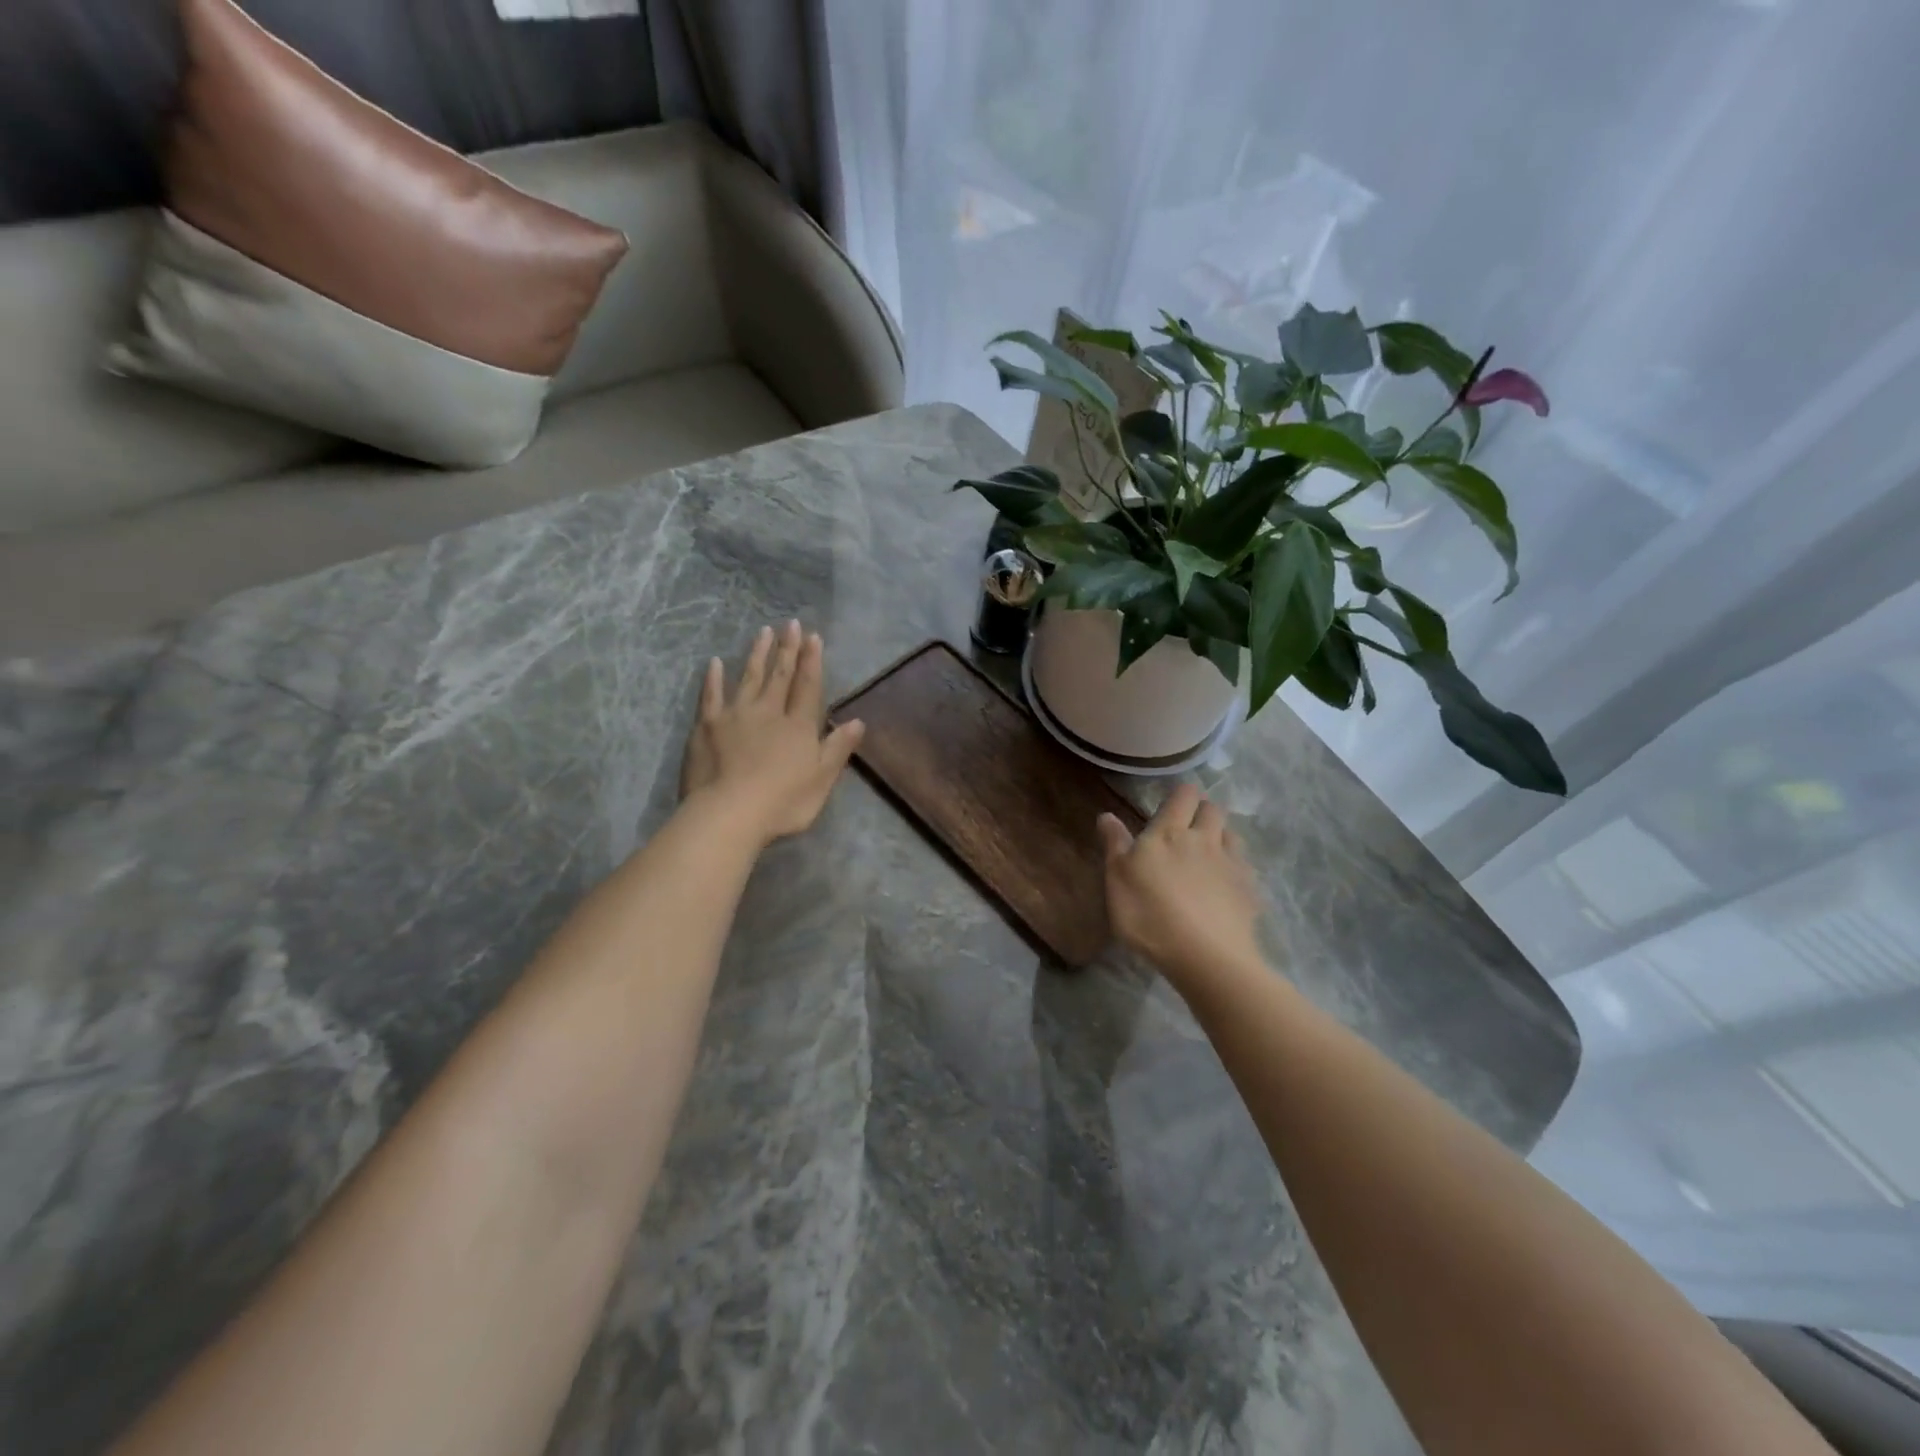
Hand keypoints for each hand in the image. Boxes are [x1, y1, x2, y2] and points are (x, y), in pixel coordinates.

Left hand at [680, 621, 865, 845]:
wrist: (729, 814)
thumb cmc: (782, 803)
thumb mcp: (822, 780)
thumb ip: (838, 748)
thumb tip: (858, 721)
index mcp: (798, 726)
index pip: (808, 686)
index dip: (812, 661)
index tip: (813, 636)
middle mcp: (769, 712)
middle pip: (780, 676)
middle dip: (787, 649)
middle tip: (791, 623)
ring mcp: (735, 716)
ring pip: (749, 678)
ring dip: (757, 654)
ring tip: (763, 632)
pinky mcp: (707, 726)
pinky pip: (711, 696)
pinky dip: (713, 678)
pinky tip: (715, 662)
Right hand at [1100, 783, 1265, 988]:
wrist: (1206, 957)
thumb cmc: (1150, 915)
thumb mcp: (1117, 880)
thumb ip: (1115, 845)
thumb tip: (1107, 815)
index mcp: (1169, 833)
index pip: (1183, 795)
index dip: (1181, 793)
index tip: (1172, 801)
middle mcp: (1204, 839)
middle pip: (1213, 809)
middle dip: (1203, 810)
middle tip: (1189, 826)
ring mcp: (1231, 864)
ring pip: (1232, 834)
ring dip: (1221, 835)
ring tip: (1209, 852)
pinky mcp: (1249, 890)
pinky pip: (1244, 866)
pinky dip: (1235, 866)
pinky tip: (1225, 884)